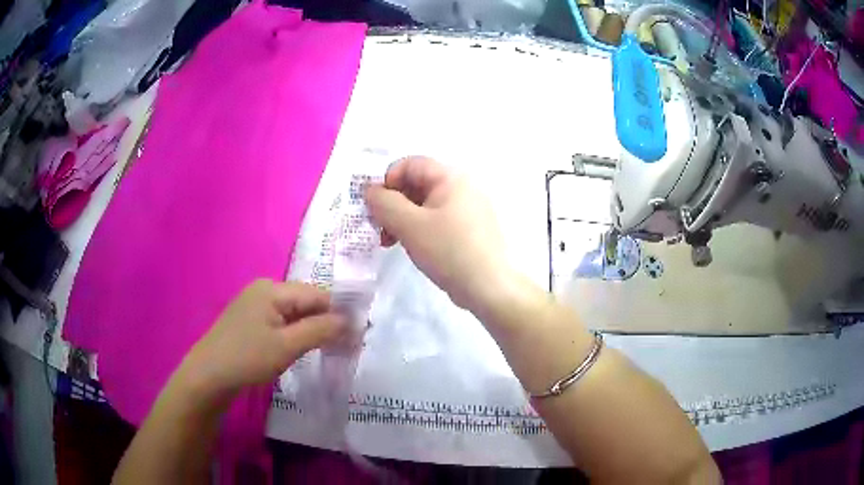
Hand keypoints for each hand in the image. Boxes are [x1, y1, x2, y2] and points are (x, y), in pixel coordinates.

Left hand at [176, 280, 345, 399]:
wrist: (208, 376)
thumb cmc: (248, 358)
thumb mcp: (287, 346)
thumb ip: (320, 330)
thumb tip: (349, 320)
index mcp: (273, 289)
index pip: (317, 294)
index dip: (339, 313)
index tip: (358, 335)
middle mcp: (264, 290)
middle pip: (306, 302)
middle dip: (326, 322)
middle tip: (346, 347)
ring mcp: (256, 305)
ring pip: (295, 314)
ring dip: (312, 330)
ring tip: (329, 350)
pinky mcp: (251, 321)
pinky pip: (282, 322)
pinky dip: (296, 334)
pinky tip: (302, 348)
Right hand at [365, 156, 510, 309]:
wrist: (489, 288)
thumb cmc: (449, 250)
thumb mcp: (410, 225)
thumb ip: (384, 203)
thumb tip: (369, 190)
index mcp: (451, 177)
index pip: (410, 164)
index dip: (387, 181)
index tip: (376, 207)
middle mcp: (461, 187)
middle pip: (416, 184)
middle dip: (392, 204)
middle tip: (378, 228)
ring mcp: (467, 209)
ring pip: (424, 204)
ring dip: (401, 219)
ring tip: (389, 242)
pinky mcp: (467, 229)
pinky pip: (436, 220)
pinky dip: (418, 229)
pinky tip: (409, 247)